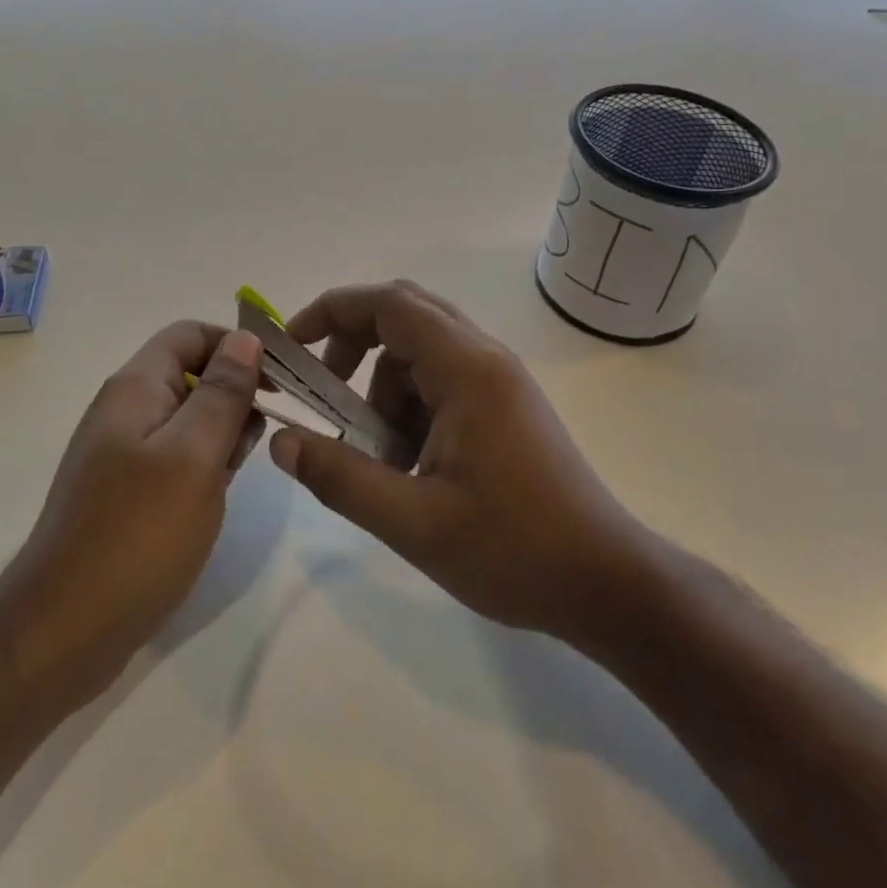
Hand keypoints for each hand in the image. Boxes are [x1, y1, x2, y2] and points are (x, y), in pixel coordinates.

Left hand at [8, 322, 263, 705]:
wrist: (63, 629)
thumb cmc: (138, 533)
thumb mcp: (194, 455)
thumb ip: (223, 392)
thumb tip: (247, 338)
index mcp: (135, 387)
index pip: (190, 335)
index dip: (236, 346)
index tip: (278, 381)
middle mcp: (124, 410)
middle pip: (190, 375)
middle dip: (233, 395)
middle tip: (260, 438)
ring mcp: (121, 453)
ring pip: (186, 419)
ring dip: (221, 434)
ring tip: (235, 474)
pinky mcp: (124, 492)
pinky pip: (174, 458)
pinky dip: (202, 466)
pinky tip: (213, 499)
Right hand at [270, 281, 651, 645]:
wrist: (606, 583)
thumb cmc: (514, 550)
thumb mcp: (413, 522)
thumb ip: (340, 478)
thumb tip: (280, 441)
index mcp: (467, 369)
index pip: (389, 303)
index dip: (332, 311)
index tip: (293, 346)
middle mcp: (485, 359)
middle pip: (404, 316)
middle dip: (352, 344)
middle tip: (324, 393)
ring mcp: (498, 382)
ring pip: (419, 353)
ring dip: (381, 388)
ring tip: (375, 456)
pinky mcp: (503, 407)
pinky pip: (440, 382)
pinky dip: (408, 408)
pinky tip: (408, 467)